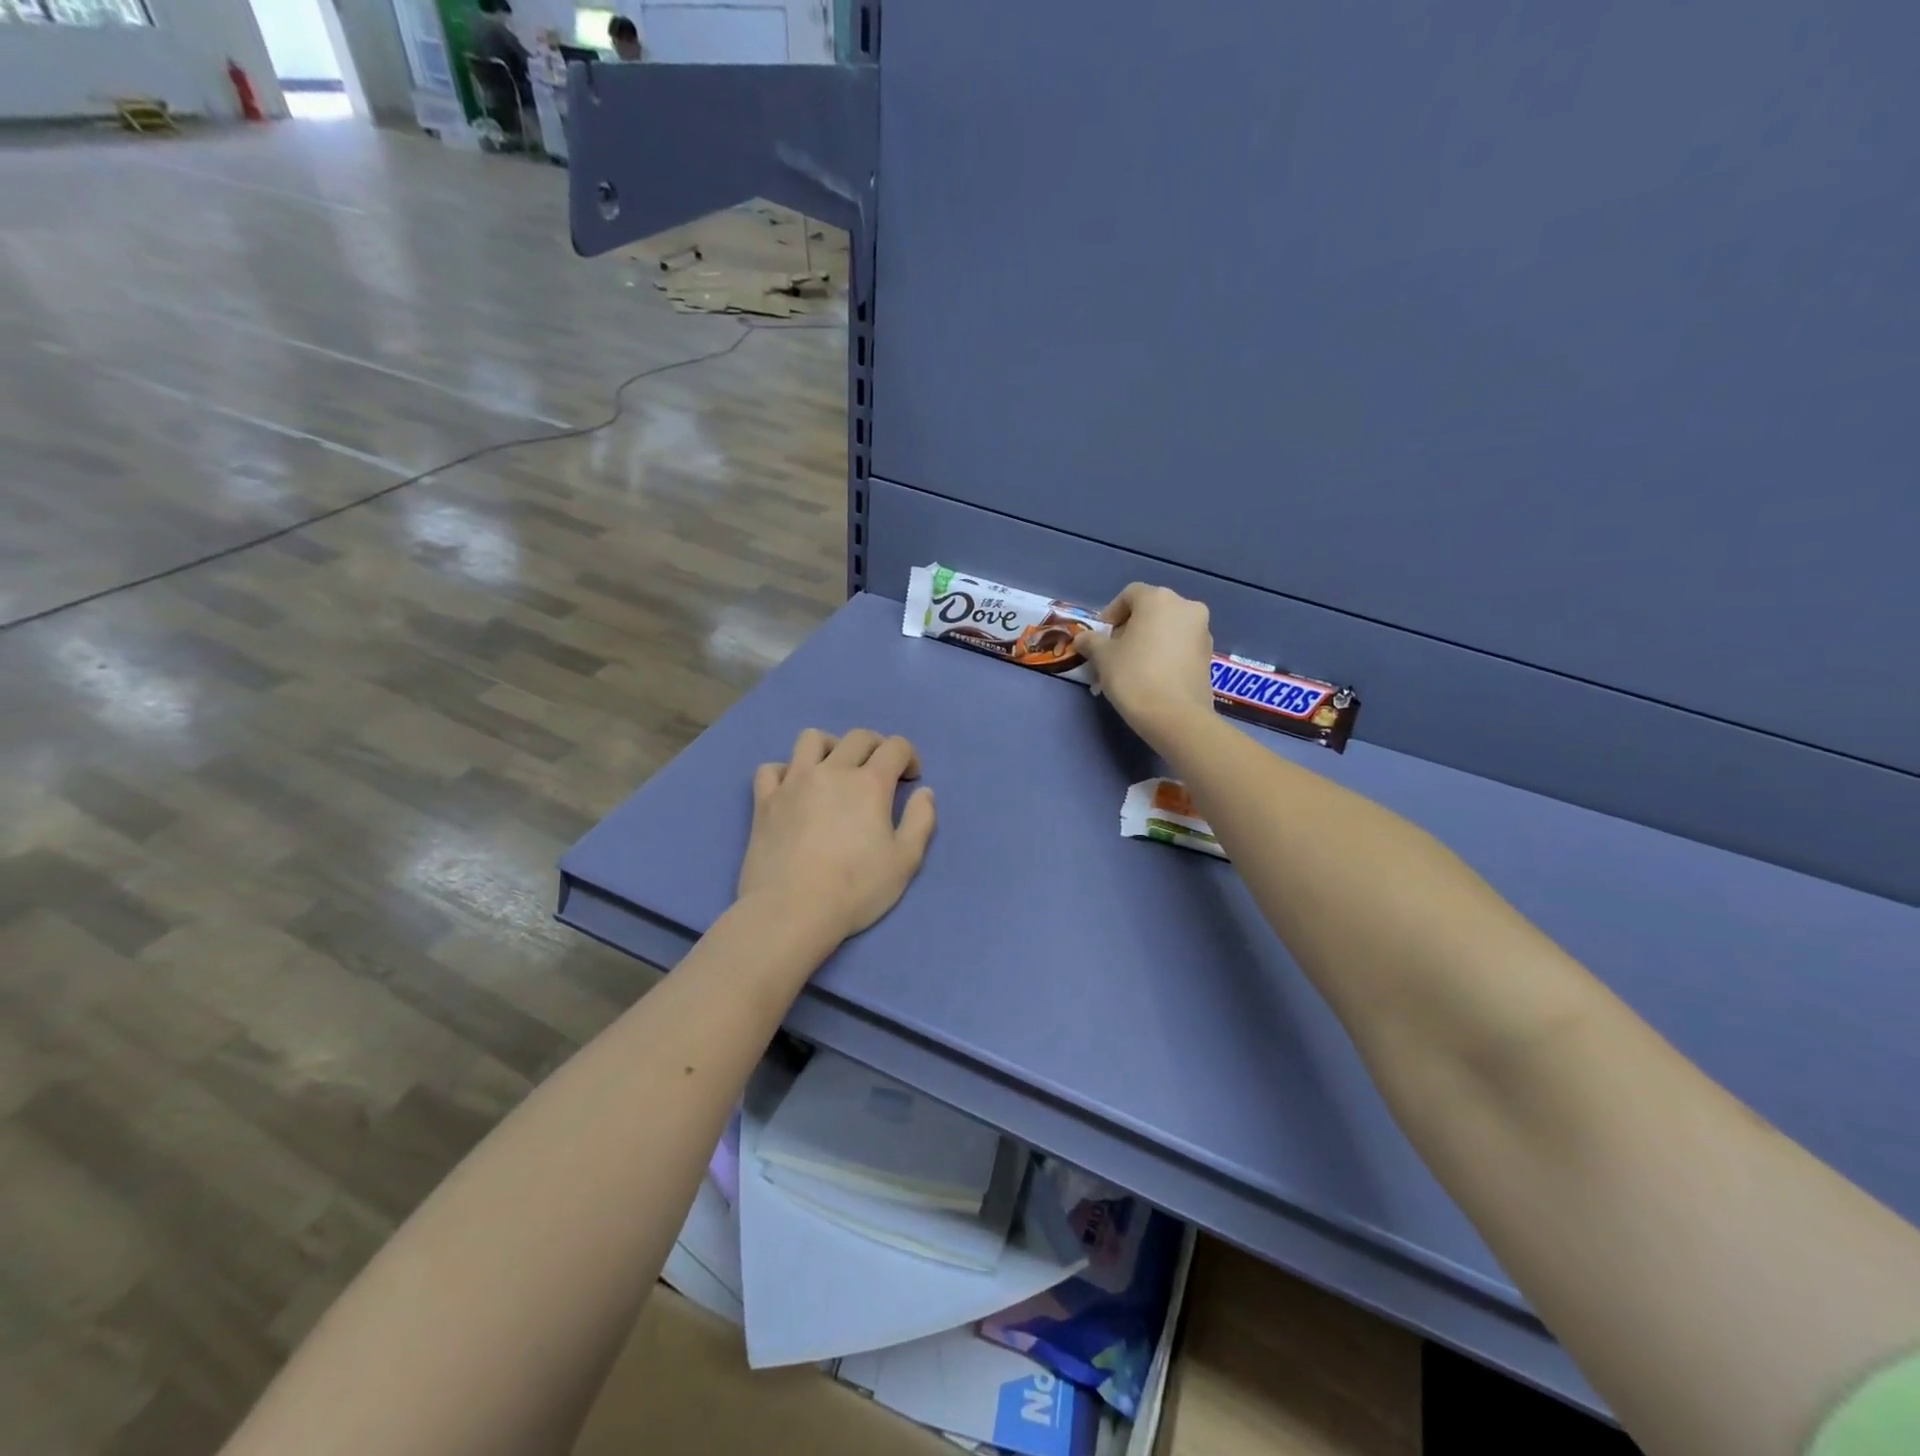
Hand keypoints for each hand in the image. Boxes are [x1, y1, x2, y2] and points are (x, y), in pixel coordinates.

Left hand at [737, 728, 936, 943]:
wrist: (791, 911)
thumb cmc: (855, 889)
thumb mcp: (905, 861)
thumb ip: (921, 821)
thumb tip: (925, 792)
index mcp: (869, 783)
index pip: (895, 747)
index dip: (909, 757)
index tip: (911, 780)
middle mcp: (831, 771)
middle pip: (857, 737)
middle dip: (876, 746)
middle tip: (880, 771)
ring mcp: (793, 782)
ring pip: (811, 739)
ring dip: (831, 746)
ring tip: (835, 770)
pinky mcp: (765, 800)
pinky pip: (771, 768)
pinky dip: (785, 772)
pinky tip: (793, 790)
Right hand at [1076, 583, 1216, 751]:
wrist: (1176, 716)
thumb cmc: (1134, 677)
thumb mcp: (1103, 658)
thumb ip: (1091, 642)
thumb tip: (1083, 639)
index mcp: (1158, 599)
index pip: (1129, 594)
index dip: (1111, 613)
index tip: (1101, 636)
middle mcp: (1186, 607)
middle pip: (1151, 609)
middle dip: (1131, 627)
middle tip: (1115, 652)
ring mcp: (1202, 631)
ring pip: (1168, 628)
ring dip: (1150, 640)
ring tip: (1134, 666)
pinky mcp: (1209, 655)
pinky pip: (1181, 645)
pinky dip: (1166, 653)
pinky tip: (1153, 676)